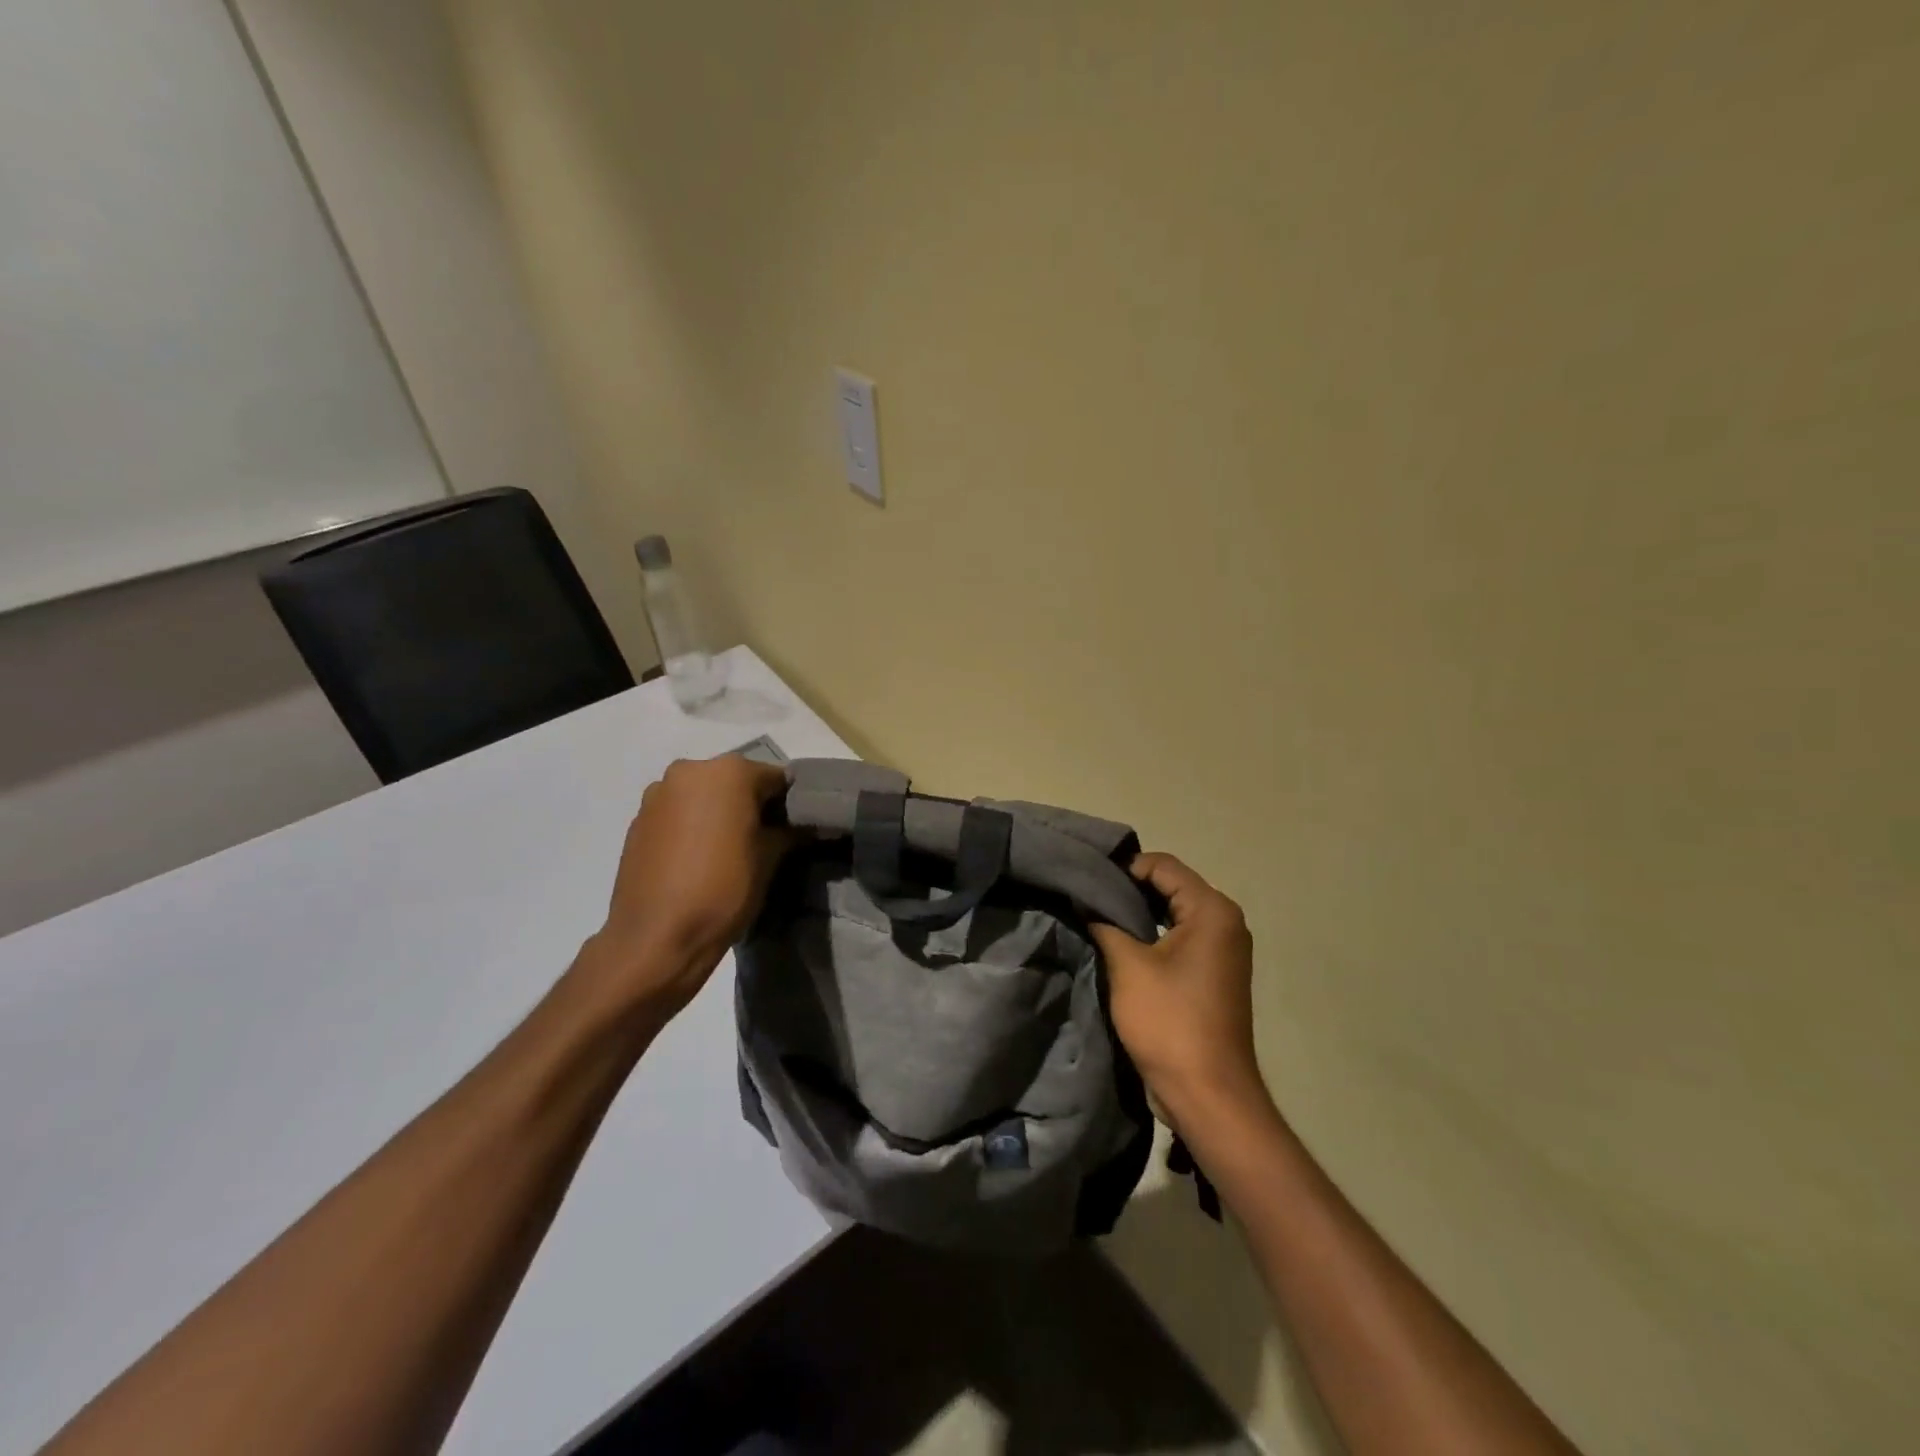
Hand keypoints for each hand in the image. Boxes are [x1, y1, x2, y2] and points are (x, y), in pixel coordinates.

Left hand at [580, 756, 793, 1024]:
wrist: (655, 939)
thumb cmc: (723, 891)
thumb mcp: (770, 860)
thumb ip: (789, 831)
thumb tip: (806, 825)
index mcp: (728, 772)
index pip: (775, 778)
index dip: (789, 803)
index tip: (796, 827)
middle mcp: (689, 771)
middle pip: (735, 781)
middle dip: (752, 805)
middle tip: (765, 839)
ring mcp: (658, 794)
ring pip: (704, 796)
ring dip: (720, 814)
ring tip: (730, 851)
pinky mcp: (638, 820)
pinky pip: (678, 813)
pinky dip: (693, 826)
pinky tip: (699, 859)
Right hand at [1088, 853, 1269, 1126]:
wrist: (1207, 1094)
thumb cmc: (1170, 1022)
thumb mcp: (1128, 966)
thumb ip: (1104, 923)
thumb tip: (1084, 899)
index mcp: (1212, 910)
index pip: (1162, 865)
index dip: (1123, 867)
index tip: (1086, 879)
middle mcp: (1225, 922)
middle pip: (1170, 885)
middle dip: (1128, 889)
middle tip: (1086, 895)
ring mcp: (1222, 949)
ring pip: (1173, 912)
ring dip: (1138, 913)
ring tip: (1096, 916)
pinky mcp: (1213, 973)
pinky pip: (1179, 937)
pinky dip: (1152, 935)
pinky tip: (1119, 942)